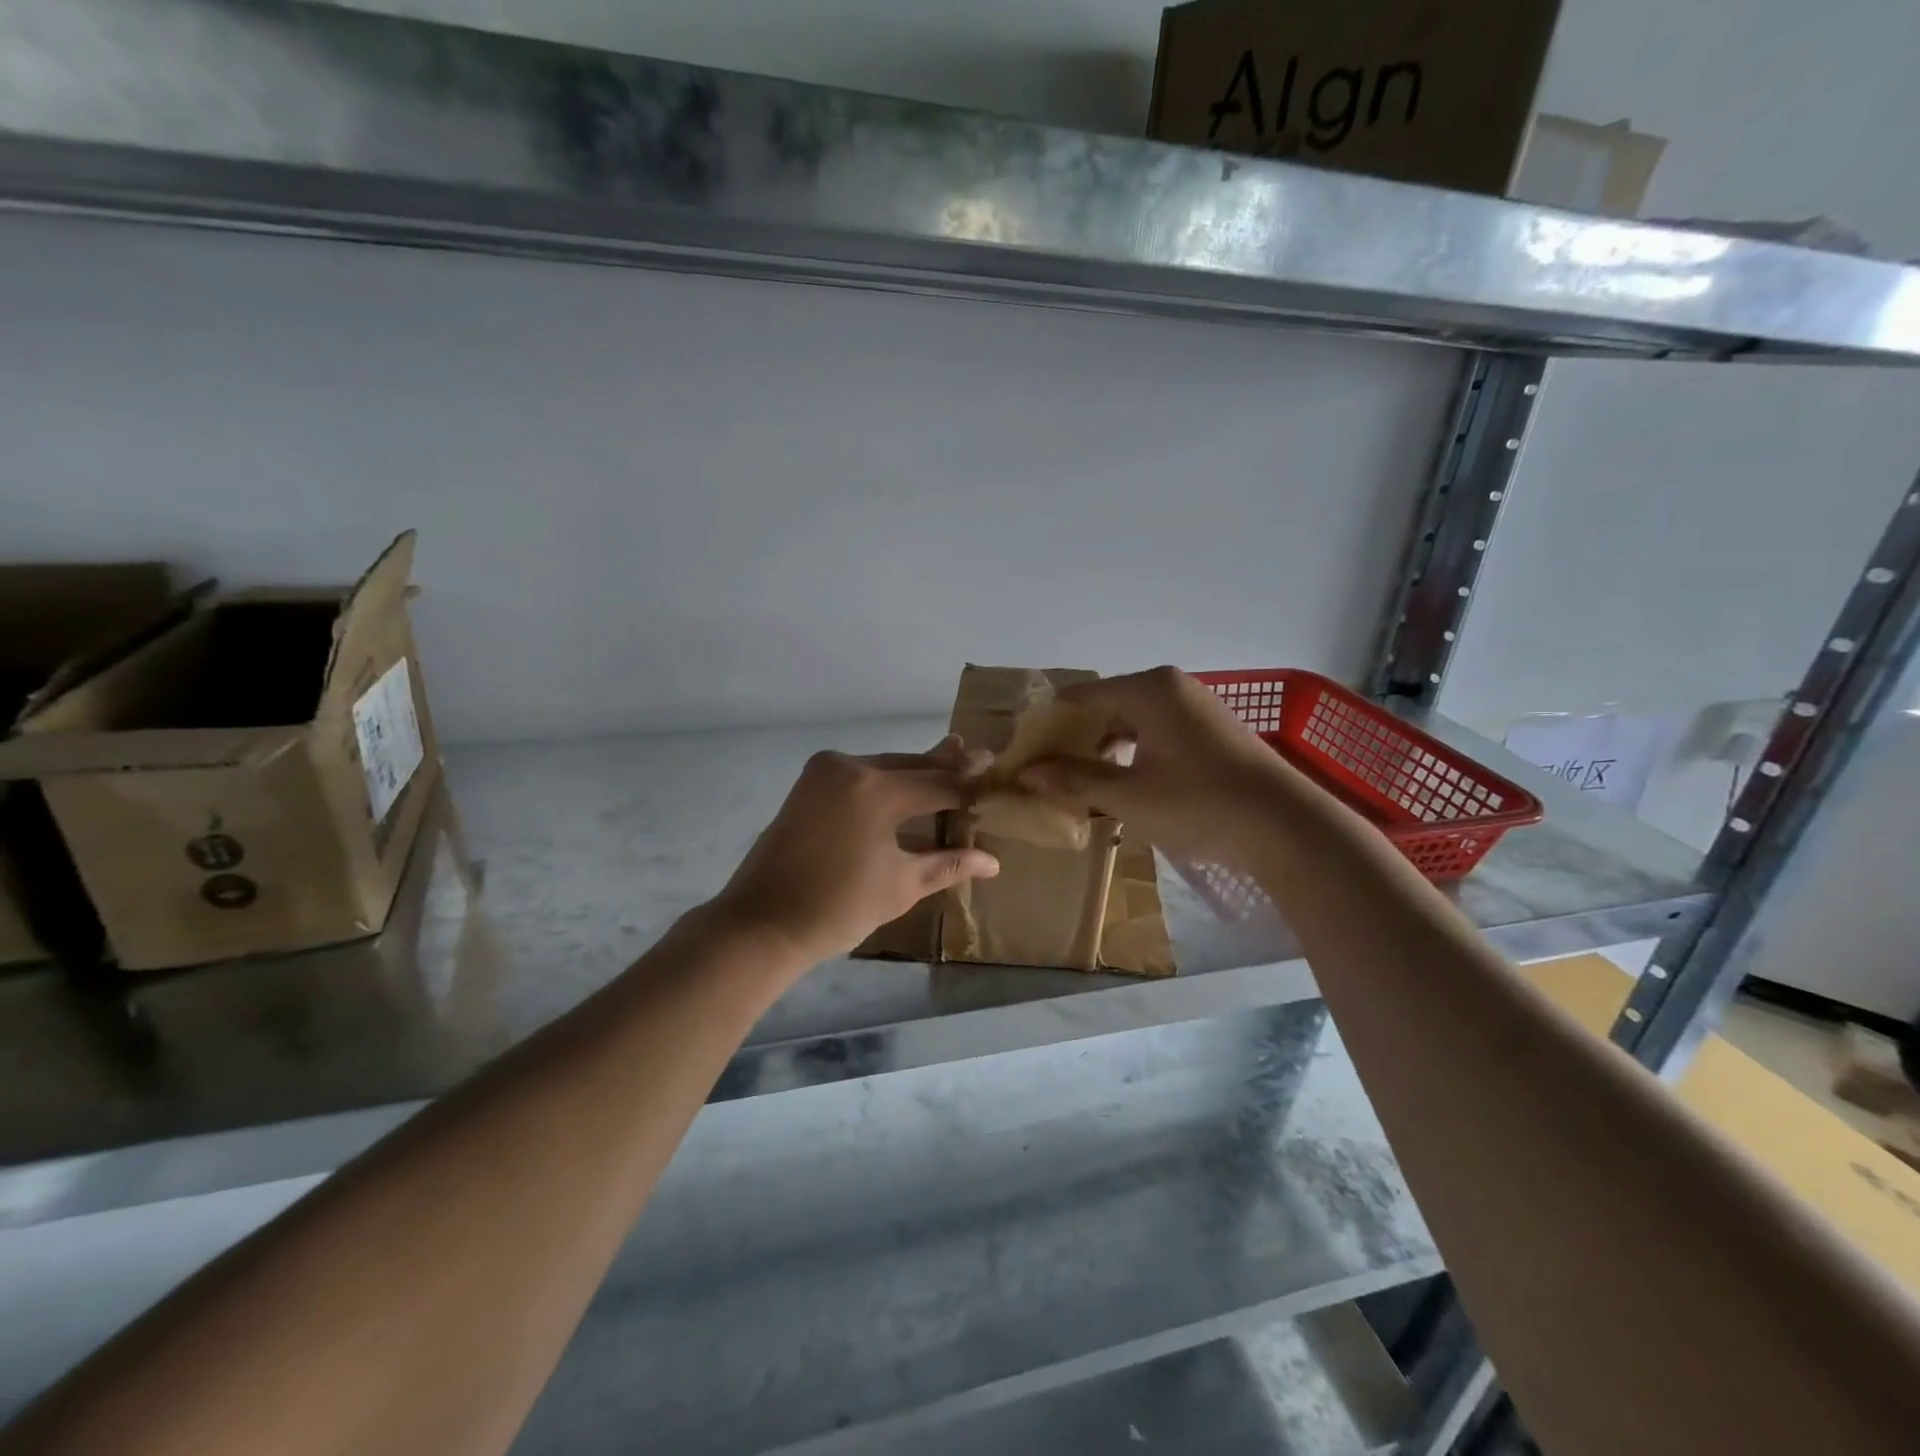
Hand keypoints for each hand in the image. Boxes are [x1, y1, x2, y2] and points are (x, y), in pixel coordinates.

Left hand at [708, 737, 999, 968]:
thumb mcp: (900, 886)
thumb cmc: (836, 909)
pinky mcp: (809, 783)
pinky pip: (861, 774)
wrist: (761, 924)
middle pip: (911, 765)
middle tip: (980, 757)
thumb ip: (947, 864)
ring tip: (951, 760)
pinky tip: (907, 780)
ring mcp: (825, 772)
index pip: (938, 782)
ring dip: (916, 771)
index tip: (997, 771)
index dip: (970, 782)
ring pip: (885, 766)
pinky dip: (887, 779)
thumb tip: (992, 861)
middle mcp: (850, 767)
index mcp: (876, 790)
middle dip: (945, 766)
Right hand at [1016, 667, 1288, 863]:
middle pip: (1106, 707)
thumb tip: (1026, 774)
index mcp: (1148, 689)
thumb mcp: (1129, 796)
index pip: (1080, 697)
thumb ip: (1075, 780)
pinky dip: (1134, 755)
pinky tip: (1124, 786)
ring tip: (1081, 785)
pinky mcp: (1211, 731)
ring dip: (1104, 751)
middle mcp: (1171, 687)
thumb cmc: (1201, 804)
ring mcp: (1195, 707)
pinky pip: (1156, 733)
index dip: (1049, 725)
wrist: (1288, 827)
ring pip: (1132, 722)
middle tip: (1048, 775)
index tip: (1025, 755)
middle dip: (1075, 740)